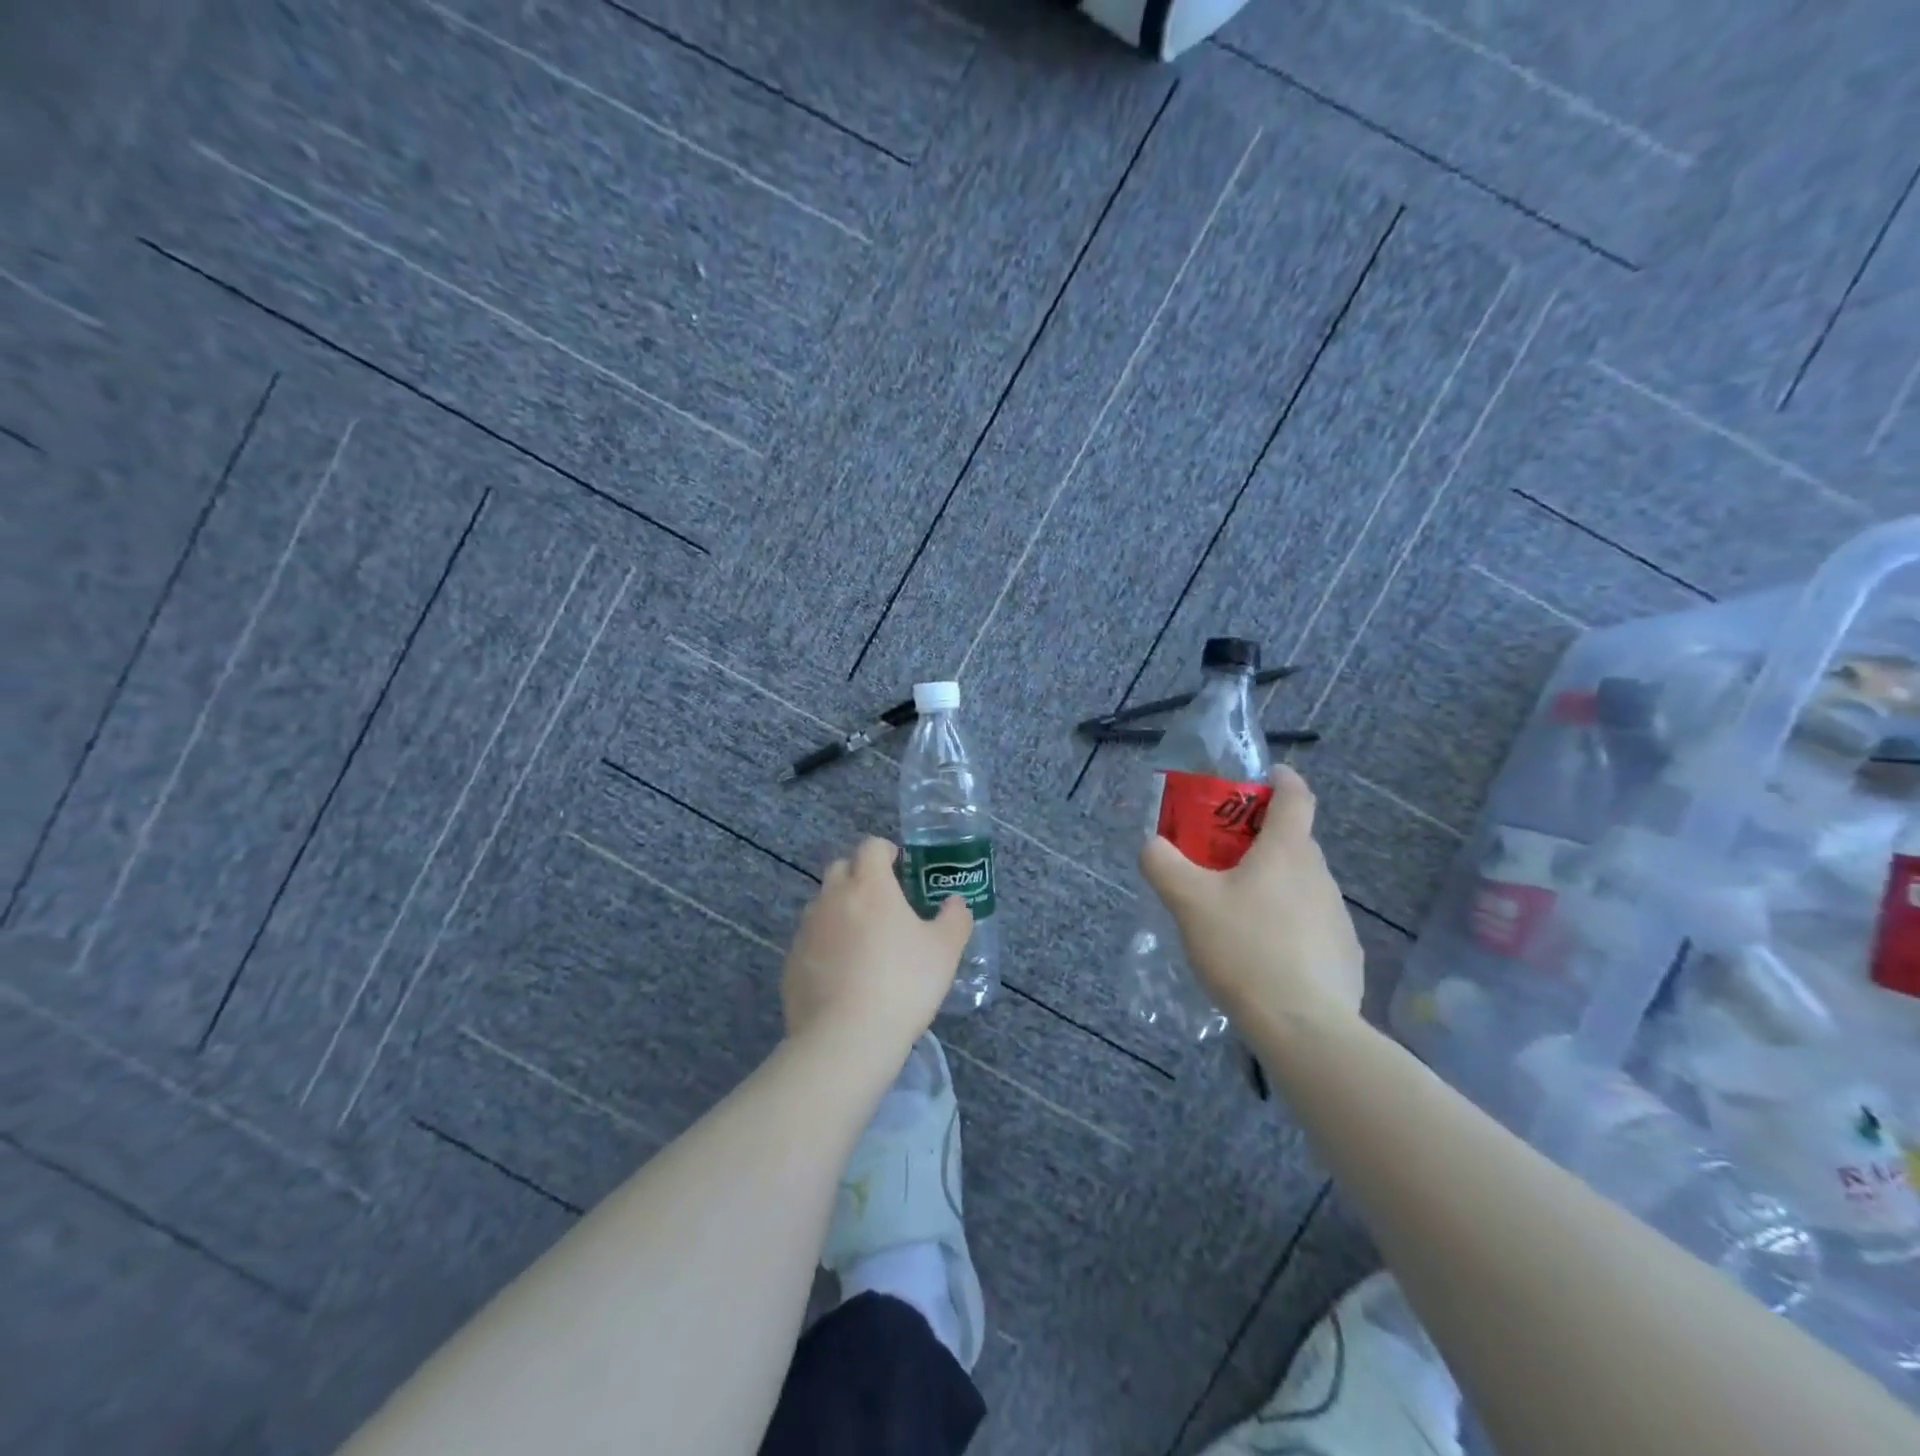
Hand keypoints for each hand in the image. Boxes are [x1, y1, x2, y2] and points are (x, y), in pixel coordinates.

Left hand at [782, 837, 973, 1059]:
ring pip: (822, 904)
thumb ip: (954, 918)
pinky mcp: (791, 961)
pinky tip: (843, 974)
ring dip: (840, 910)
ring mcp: (807, 929)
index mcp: (870, 886)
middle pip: (841, 868)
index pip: (871, 846)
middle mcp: (833, 898)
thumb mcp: (945, 950)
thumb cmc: (903, 984)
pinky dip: (826, 945)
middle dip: (860, 875)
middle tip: (883, 902)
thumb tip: (954, 902)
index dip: (886, 851)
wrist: (846, 1038)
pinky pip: (811, 940)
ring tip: (863, 941)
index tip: (900, 867)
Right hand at [1139, 766, 1363, 1025]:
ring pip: (1302, 884)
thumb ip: (1163, 864)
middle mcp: (1319, 876)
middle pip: (1294, 842)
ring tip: (1237, 915)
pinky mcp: (1346, 954)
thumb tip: (1150, 843)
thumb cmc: (1244, 949)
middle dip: (1261, 840)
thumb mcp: (1188, 902)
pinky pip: (1312, 924)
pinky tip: (1264, 956)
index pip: (1296, 797)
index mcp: (1287, 852)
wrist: (1303, 1028)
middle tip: (1222, 858)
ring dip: (1274, 885)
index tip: (1266, 778)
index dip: (1282, 780)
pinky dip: (1289, 925)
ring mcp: (1338, 917)